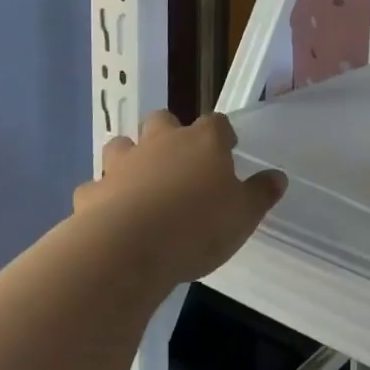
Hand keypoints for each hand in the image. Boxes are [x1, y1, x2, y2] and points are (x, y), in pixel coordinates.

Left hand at [75, 111, 284, 284]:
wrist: (128, 249)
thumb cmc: (197, 227)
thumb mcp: (244, 215)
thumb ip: (261, 194)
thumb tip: (277, 177)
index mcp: (202, 142)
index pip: (216, 122)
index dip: (222, 134)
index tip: (227, 149)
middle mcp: (161, 143)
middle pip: (162, 120)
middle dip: (168, 133)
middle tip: (179, 161)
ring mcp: (122, 165)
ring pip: (121, 146)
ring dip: (129, 158)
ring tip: (140, 183)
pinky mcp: (92, 193)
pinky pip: (95, 187)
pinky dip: (102, 197)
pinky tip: (108, 215)